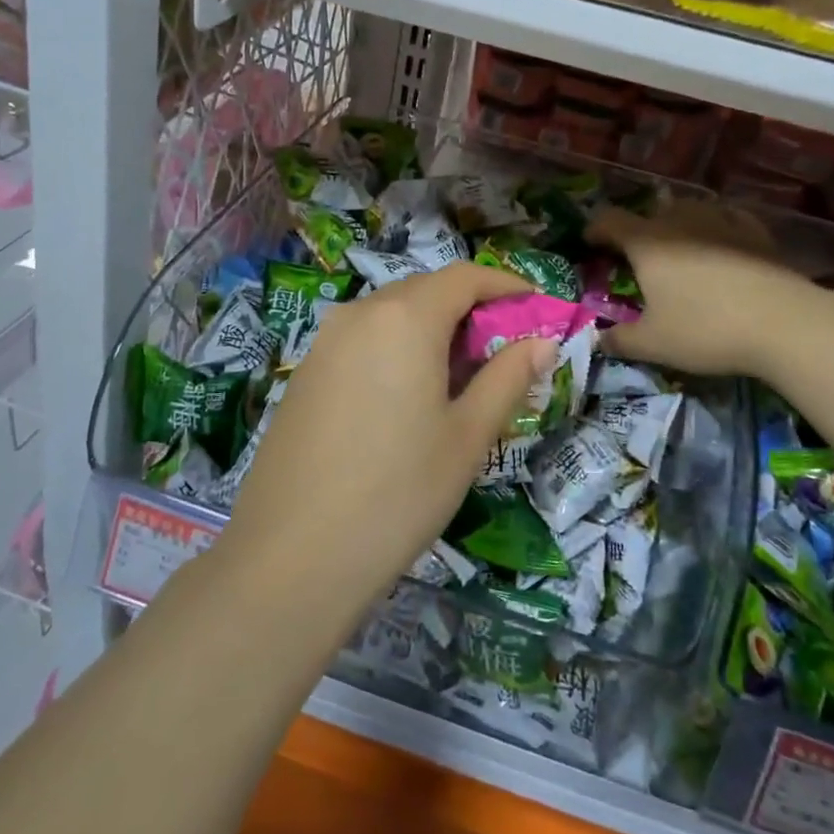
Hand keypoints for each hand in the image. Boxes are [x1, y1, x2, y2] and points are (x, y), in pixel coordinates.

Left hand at [216, 263, 554, 625]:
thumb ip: (507, 378)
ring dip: (432, 331)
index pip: (464, 277)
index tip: (537, 309)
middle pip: (426, 291)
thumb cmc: (398, 493)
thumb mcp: (467, 437)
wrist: (291, 557)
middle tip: (503, 353)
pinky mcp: (304, 374)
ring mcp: (324, 343)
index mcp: (404, 318)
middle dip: (470, 310)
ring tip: (459, 379)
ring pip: (391, 316)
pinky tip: (406, 398)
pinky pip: (362, 341)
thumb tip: (542, 342)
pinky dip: (396, 350)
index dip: (505, 286)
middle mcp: (359, 314)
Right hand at [587, 200, 821, 376]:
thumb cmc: (706, 330)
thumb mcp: (654, 344)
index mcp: (647, 243)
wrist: (784, 324)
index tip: (589, 244)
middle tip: (636, 258)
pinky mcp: (755, 232)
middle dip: (638, 230)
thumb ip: (620, 340)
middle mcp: (680, 222)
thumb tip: (600, 339)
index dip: (594, 229)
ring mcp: (721, 221)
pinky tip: (721, 243)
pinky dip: (715, 228)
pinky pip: (726, 219)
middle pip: (650, 213)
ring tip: (678, 248)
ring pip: (689, 211)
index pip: (609, 220)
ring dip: (676, 225)